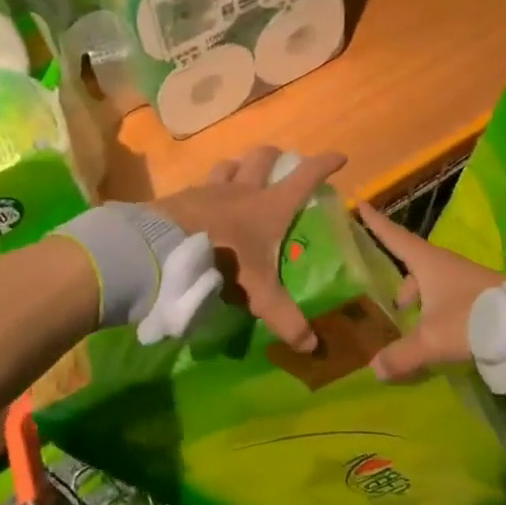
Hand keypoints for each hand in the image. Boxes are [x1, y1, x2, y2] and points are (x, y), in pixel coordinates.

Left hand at [153, 147, 346, 352]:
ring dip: (239, 166)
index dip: (323, 165)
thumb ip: (284, 318)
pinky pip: (201, 184)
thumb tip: (312, 348)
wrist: (166, 247)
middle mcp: (242, 189)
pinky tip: (205, 202)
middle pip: (262, 158)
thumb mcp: (258, 292)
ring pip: (229, 165)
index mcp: (269, 206)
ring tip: (242, 176)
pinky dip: (208, 188)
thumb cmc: (223, 260)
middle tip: (281, 164)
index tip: (339, 157)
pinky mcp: (184, 197)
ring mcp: (210, 189)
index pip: (304, 177)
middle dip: (276, 156)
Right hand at [357, 205, 505, 380]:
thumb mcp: (432, 340)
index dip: (376, 223)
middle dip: (401, 284)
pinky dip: (437, 311)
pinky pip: (448, 298)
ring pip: (432, 284)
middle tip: (390, 304)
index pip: (394, 237)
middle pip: (413, 266)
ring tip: (412, 326)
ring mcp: (464, 279)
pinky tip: (438, 333)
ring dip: (421, 301)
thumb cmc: (471, 319)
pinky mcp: (480, 296)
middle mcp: (444, 265)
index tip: (361, 204)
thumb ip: (402, 355)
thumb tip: (374, 369)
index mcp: (427, 262)